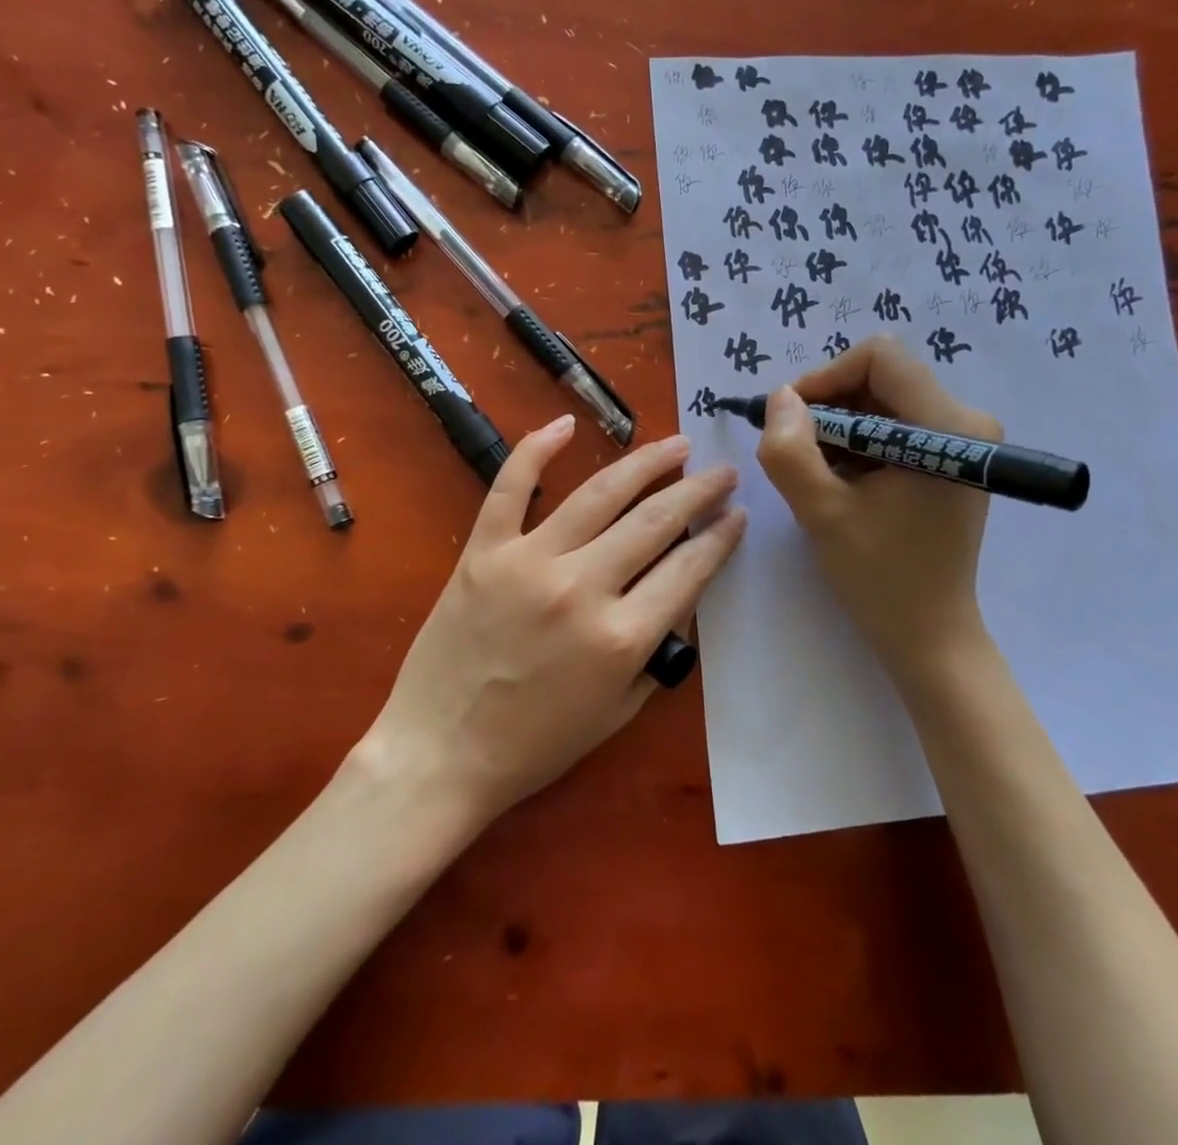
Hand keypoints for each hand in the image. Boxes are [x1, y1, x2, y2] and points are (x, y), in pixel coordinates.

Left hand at [359, 415, 746, 828]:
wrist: (440, 753)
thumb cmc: (534, 744)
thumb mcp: (618, 711)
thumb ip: (658, 651)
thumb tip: (682, 592)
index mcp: (621, 638)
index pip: (689, 568)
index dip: (721, 537)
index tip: (737, 514)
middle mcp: (582, 588)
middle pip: (655, 521)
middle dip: (698, 491)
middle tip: (721, 470)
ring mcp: (529, 562)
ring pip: (600, 494)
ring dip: (646, 462)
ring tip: (677, 445)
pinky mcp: (484, 551)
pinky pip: (512, 487)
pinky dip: (537, 449)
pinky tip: (565, 423)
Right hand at [756, 335, 1001, 699]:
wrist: (929, 634)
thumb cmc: (881, 577)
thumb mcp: (822, 513)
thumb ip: (790, 451)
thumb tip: (780, 397)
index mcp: (947, 426)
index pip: (880, 358)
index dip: (825, 378)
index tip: (792, 420)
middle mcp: (965, 420)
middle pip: (880, 376)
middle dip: (828, 407)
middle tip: (795, 449)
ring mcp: (962, 439)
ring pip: (881, 399)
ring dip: (838, 428)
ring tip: (816, 473)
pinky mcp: (951, 457)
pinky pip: (892, 424)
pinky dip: (856, 443)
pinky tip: (840, 480)